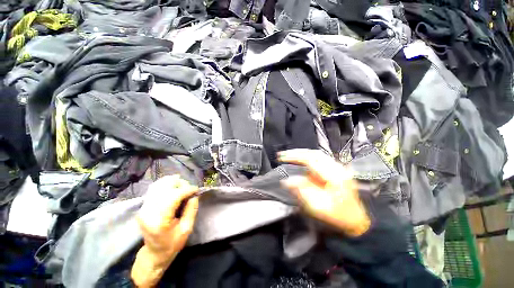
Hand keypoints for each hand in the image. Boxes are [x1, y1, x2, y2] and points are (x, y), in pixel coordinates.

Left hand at [131, 175, 198, 286]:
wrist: (154, 253)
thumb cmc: (172, 244)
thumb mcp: (187, 229)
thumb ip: (191, 210)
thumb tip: (194, 195)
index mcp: (159, 221)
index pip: (173, 196)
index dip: (187, 190)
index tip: (196, 190)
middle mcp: (148, 211)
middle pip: (165, 187)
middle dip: (181, 184)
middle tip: (190, 190)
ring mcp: (143, 208)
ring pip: (159, 185)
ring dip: (173, 183)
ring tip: (183, 187)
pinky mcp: (144, 206)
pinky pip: (155, 188)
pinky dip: (166, 184)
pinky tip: (175, 187)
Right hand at [278, 149, 369, 236]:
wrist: (355, 219)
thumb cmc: (337, 214)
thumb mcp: (318, 206)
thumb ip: (302, 191)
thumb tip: (286, 180)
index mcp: (334, 176)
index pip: (310, 159)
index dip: (294, 156)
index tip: (281, 157)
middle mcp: (337, 167)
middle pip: (313, 153)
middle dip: (296, 153)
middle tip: (282, 154)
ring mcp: (337, 167)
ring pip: (316, 154)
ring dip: (301, 154)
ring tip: (288, 156)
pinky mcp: (335, 169)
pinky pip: (319, 158)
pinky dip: (307, 157)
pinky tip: (299, 159)